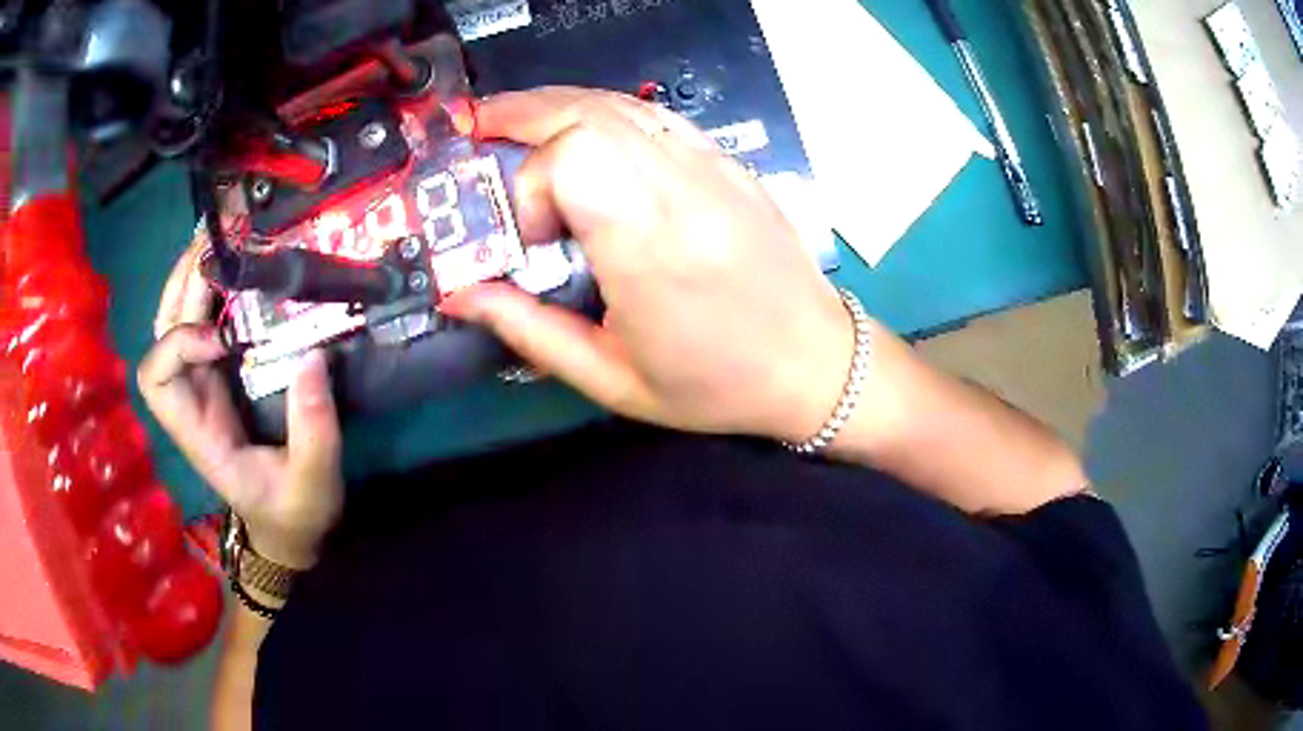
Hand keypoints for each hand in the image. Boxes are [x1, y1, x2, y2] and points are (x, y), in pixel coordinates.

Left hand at [139, 235, 343, 569]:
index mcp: (197, 433)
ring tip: (221, 238)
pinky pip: (202, 322)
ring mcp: (203, 383)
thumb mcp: (312, 484)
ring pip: (175, 320)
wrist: (288, 526)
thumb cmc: (293, 513)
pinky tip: (234, 266)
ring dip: (192, 277)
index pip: (156, 377)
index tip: (223, 340)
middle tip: (217, 243)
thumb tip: (312, 355)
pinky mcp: (222, 373)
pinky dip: (211, 290)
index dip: (179, 344)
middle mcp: (190, 399)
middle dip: (181, 285)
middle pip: (160, 332)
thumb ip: (314, 430)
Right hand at [443, 88, 854, 442]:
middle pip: (588, 113)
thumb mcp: (611, 379)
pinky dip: (603, 110)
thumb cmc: (714, 385)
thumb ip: (528, 330)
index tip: (532, 236)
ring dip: (556, 104)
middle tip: (477, 130)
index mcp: (652, 248)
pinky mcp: (727, 161)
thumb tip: (458, 294)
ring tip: (511, 121)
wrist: (814, 364)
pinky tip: (580, 127)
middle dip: (521, 114)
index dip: (532, 183)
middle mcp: (682, 190)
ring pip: (619, 103)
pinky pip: (654, 115)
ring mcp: (712, 166)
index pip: (574, 156)